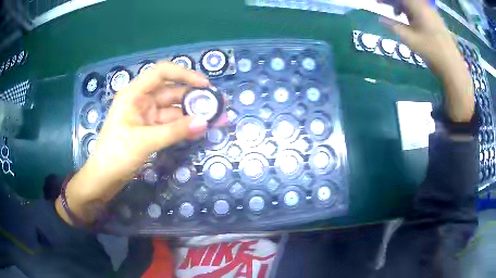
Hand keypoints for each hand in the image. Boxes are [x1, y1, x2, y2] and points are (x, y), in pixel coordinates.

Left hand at [56, 62, 210, 224]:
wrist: (103, 179)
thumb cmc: (116, 155)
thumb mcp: (144, 141)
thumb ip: (175, 131)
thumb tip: (205, 123)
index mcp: (134, 94)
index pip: (161, 73)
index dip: (184, 74)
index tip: (205, 85)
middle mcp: (141, 101)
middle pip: (171, 92)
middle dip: (195, 98)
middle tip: (219, 105)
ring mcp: (146, 116)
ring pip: (173, 110)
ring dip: (192, 114)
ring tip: (216, 118)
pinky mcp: (149, 131)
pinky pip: (170, 124)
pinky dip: (184, 127)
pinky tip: (200, 129)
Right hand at [379, 0, 473, 122]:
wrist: (453, 66)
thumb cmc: (431, 52)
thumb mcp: (409, 40)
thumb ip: (393, 26)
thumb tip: (380, 19)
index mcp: (417, 7)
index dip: (388, 0)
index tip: (379, 2)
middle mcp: (425, 6)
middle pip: (407, 0)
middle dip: (395, 2)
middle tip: (386, 7)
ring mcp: (432, 12)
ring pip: (414, 4)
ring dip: (404, 6)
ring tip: (398, 15)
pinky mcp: (437, 20)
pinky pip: (421, 9)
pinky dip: (413, 11)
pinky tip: (411, 20)